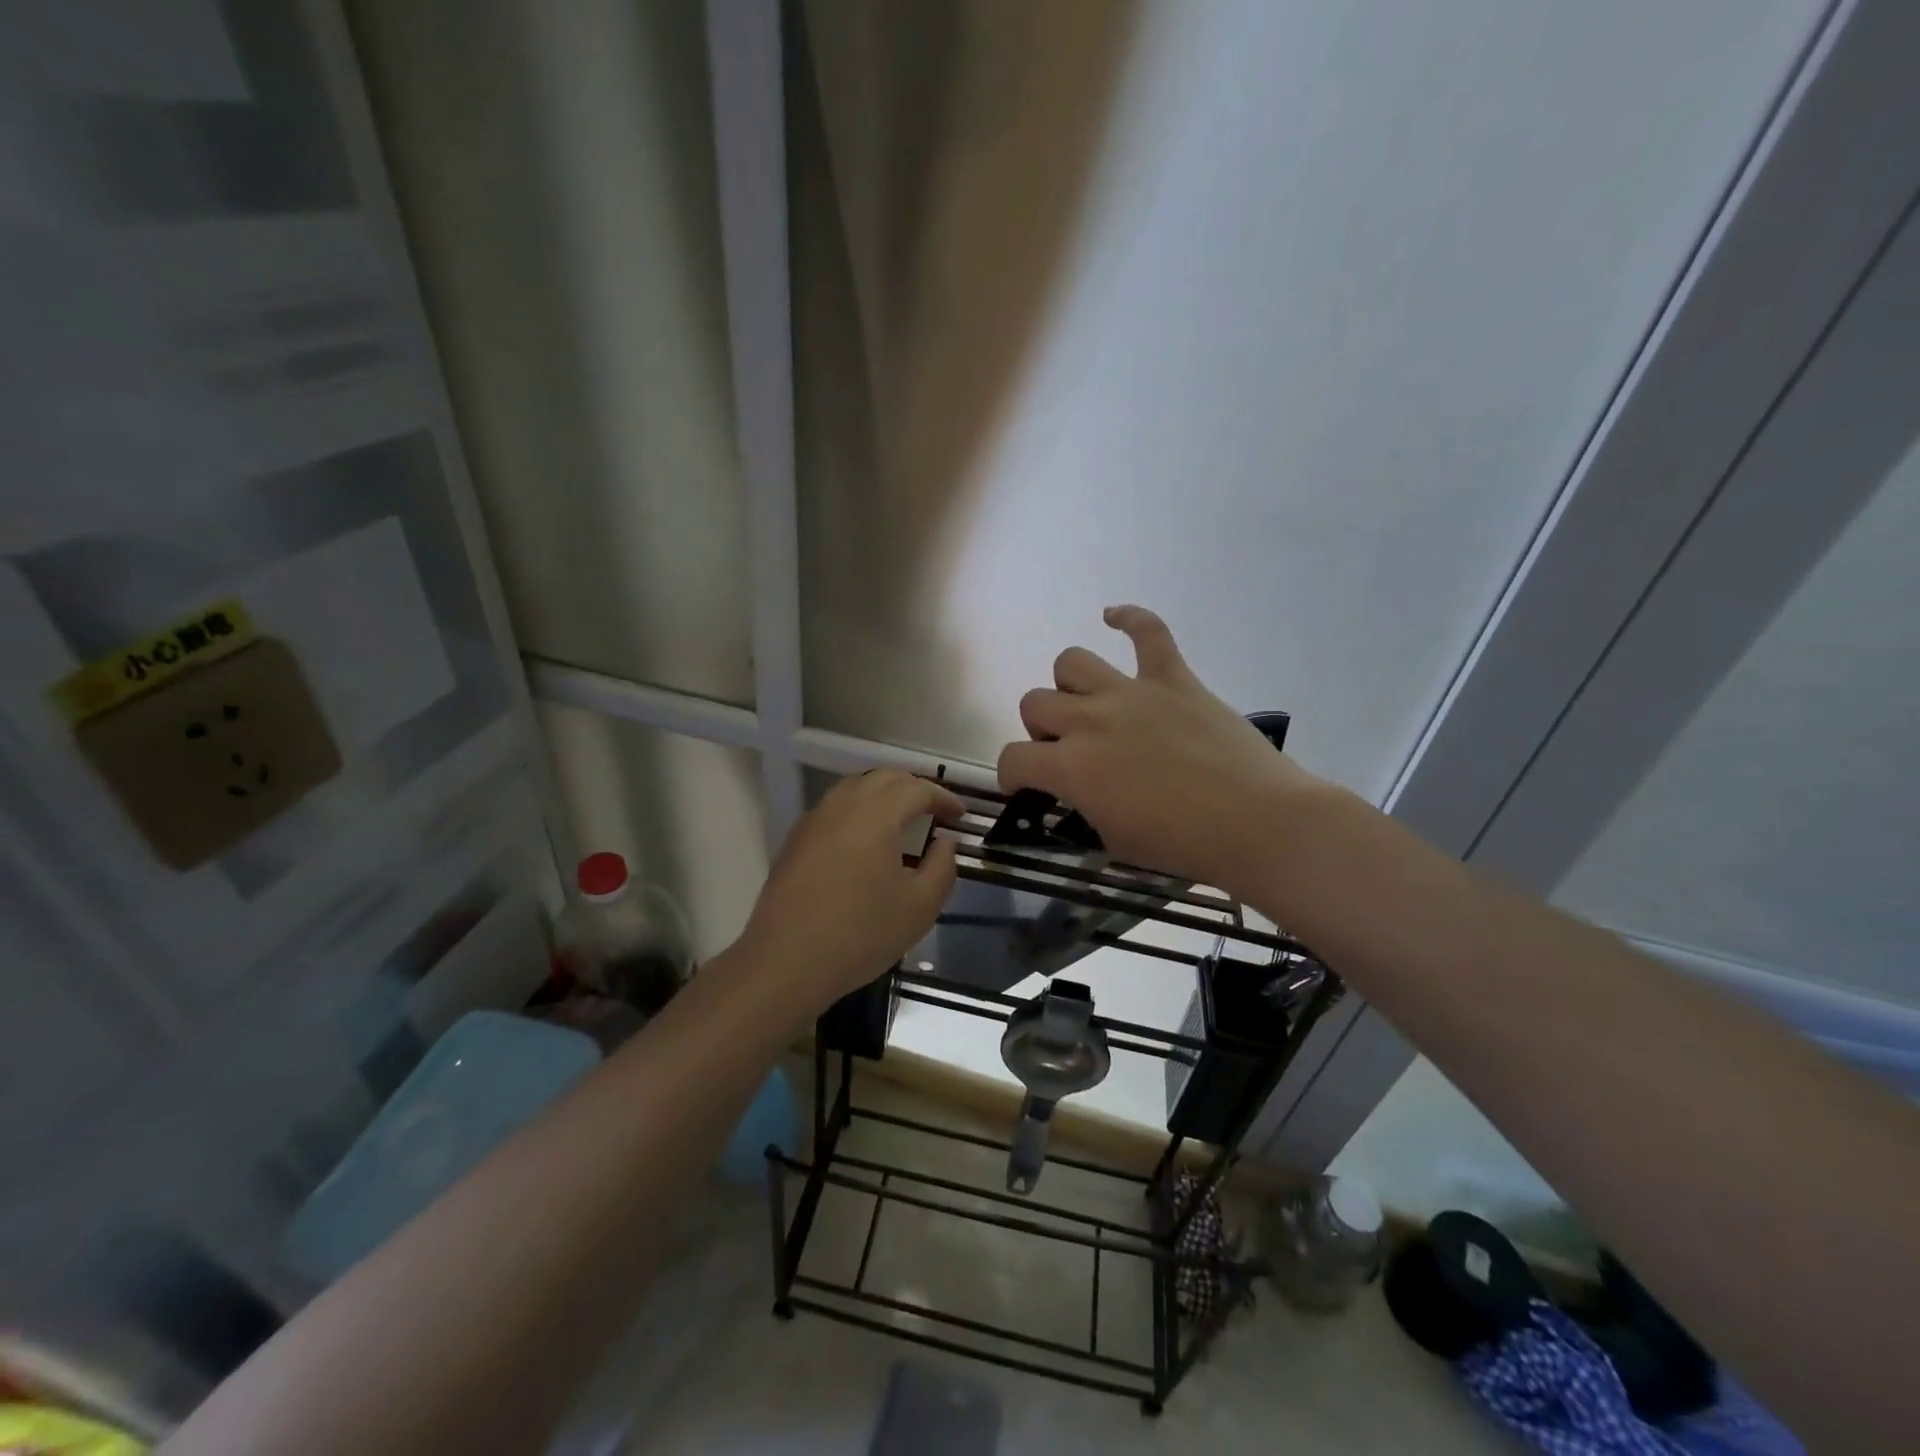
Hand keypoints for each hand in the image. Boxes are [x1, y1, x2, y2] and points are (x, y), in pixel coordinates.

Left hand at [738, 769, 963, 1006]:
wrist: (786, 961)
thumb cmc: (861, 933)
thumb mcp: (920, 907)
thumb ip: (942, 867)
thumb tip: (945, 842)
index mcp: (877, 814)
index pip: (917, 788)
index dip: (943, 798)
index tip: (960, 815)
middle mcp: (843, 805)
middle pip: (885, 778)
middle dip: (915, 788)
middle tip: (935, 811)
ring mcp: (814, 819)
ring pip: (855, 788)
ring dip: (884, 796)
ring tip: (902, 821)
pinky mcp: (796, 839)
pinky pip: (835, 808)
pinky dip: (859, 811)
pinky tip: (865, 842)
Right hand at [997, 606, 1329, 899]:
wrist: (1257, 823)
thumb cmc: (1183, 844)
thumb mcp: (1114, 839)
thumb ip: (1084, 806)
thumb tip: (1080, 790)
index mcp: (1072, 767)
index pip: (1012, 759)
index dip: (1012, 774)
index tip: (1025, 784)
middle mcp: (1090, 720)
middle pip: (1034, 702)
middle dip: (1040, 729)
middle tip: (1067, 750)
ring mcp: (1132, 692)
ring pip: (1071, 661)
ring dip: (1070, 686)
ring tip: (1090, 705)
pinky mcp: (1173, 678)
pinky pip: (1147, 630)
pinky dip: (1129, 618)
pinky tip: (1113, 617)